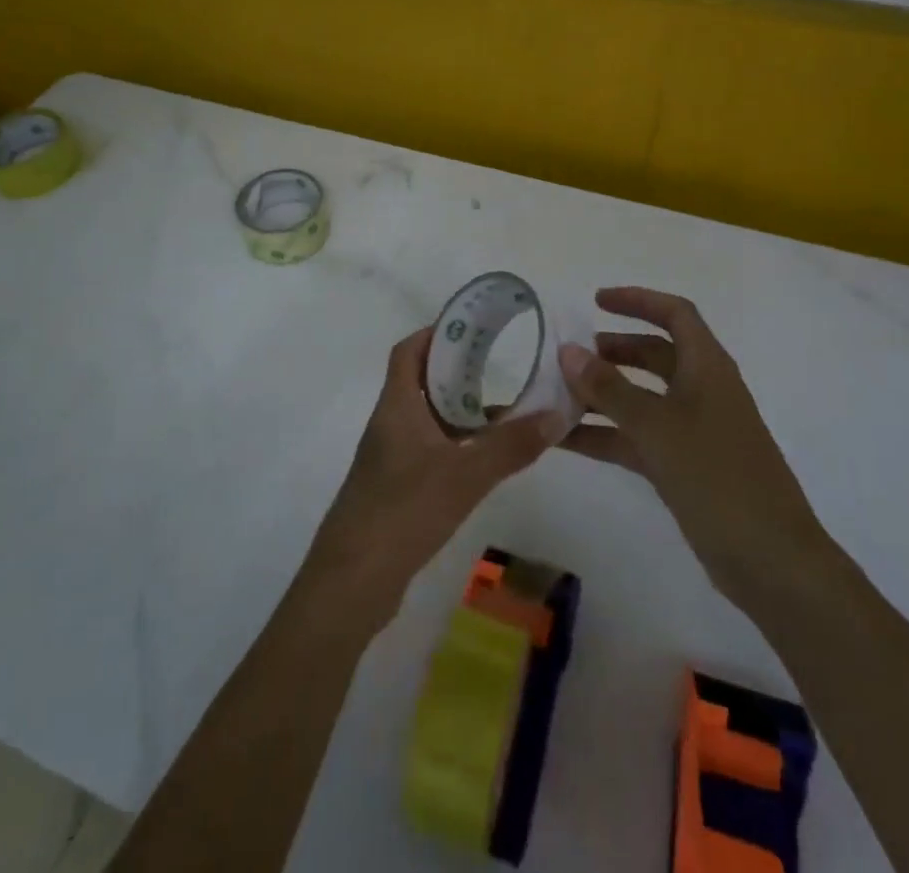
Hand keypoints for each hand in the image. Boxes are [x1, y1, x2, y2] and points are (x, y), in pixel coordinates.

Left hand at [302, 327, 558, 628]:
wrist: (352, 581)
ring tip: (503, 410)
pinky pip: (429, 450)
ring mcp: (390, 459)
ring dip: (459, 411)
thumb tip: (555, 415)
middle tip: (498, 366)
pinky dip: (455, 445)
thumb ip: (510, 446)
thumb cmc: (403, 512)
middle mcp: (389, 424)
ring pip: (427, 419)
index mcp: (396, 406)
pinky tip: (484, 460)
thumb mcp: (464, 476)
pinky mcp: (396, 489)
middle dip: (457, 371)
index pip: (408, 352)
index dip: (435, 334)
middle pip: (419, 382)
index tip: (471, 327)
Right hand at [558, 287, 829, 609]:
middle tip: (570, 356)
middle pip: (655, 354)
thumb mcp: (657, 427)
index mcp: (707, 368)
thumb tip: (568, 351)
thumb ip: (609, 388)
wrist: (772, 562)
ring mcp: (694, 431)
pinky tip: (564, 442)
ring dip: (602, 395)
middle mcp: (702, 391)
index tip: (595, 302)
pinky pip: (637, 438)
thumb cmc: (718, 477)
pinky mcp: (684, 467)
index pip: (675, 314)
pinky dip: (605, 435)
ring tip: (555, 397)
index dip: (638, 300)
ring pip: (641, 398)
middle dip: (613, 350)